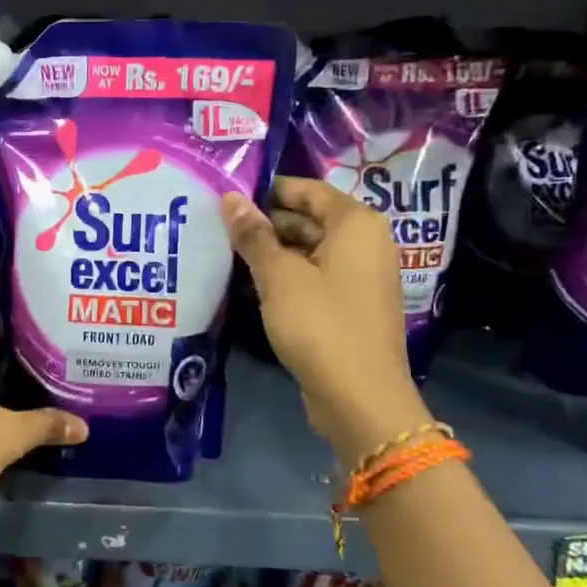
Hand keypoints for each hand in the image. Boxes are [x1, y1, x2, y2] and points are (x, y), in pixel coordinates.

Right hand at [223, 176, 429, 467]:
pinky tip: (253, 285)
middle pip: (310, 219)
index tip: (228, 197)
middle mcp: (366, 243)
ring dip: (274, 252)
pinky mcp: (352, 306)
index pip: (308, 190)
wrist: (359, 396)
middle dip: (267, 223)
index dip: (268, 190)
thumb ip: (254, 235)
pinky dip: (288, 276)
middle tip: (220, 227)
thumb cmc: (320, 324)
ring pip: (310, 250)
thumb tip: (230, 198)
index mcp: (356, 224)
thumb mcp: (278, 276)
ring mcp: (362, 277)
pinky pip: (316, 277)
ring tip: (228, 253)